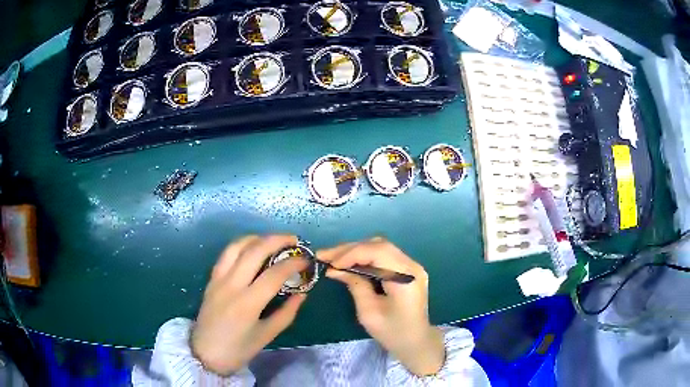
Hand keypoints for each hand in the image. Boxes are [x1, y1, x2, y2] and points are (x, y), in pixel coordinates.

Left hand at [191, 235, 307, 374]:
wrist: (206, 353)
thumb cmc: (238, 349)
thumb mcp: (267, 335)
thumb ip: (287, 313)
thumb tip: (302, 293)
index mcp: (247, 303)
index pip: (274, 274)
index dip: (293, 264)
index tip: (307, 260)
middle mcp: (231, 285)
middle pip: (254, 251)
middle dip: (277, 240)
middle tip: (293, 240)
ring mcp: (218, 279)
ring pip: (236, 246)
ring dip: (257, 238)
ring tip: (272, 241)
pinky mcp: (211, 279)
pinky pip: (226, 255)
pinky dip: (241, 246)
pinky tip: (251, 249)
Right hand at [317, 238, 444, 375]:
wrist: (416, 341)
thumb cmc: (393, 333)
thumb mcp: (369, 313)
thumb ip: (355, 286)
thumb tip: (335, 269)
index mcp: (406, 278)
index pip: (379, 252)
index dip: (352, 254)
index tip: (331, 264)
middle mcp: (412, 266)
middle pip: (379, 245)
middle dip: (349, 249)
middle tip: (324, 256)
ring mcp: (411, 266)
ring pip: (380, 247)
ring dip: (355, 251)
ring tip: (332, 258)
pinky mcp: (406, 270)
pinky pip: (383, 255)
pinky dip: (364, 256)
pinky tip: (348, 263)